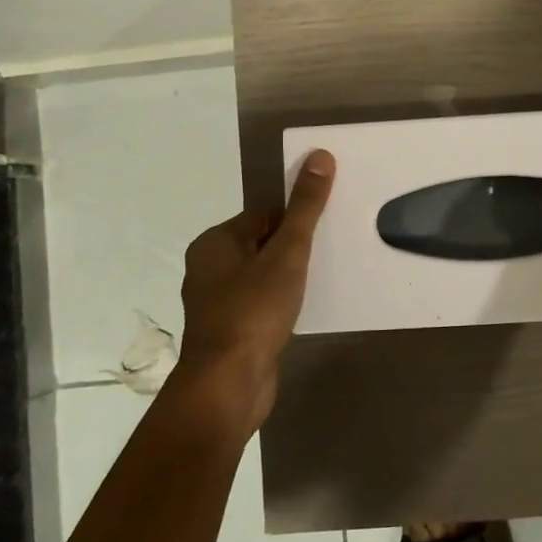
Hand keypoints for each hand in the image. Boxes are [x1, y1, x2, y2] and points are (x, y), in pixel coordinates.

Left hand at [176, 149, 334, 434]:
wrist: (228, 385)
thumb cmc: (253, 311)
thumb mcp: (287, 253)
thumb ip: (305, 207)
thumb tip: (320, 156)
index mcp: (214, 243)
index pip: (263, 214)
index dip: (296, 217)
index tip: (328, 224)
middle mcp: (209, 268)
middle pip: (263, 243)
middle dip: (295, 246)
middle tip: (332, 249)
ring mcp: (217, 303)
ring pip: (263, 275)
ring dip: (290, 275)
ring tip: (325, 277)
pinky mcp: (231, 331)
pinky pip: (261, 303)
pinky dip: (282, 302)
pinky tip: (305, 308)